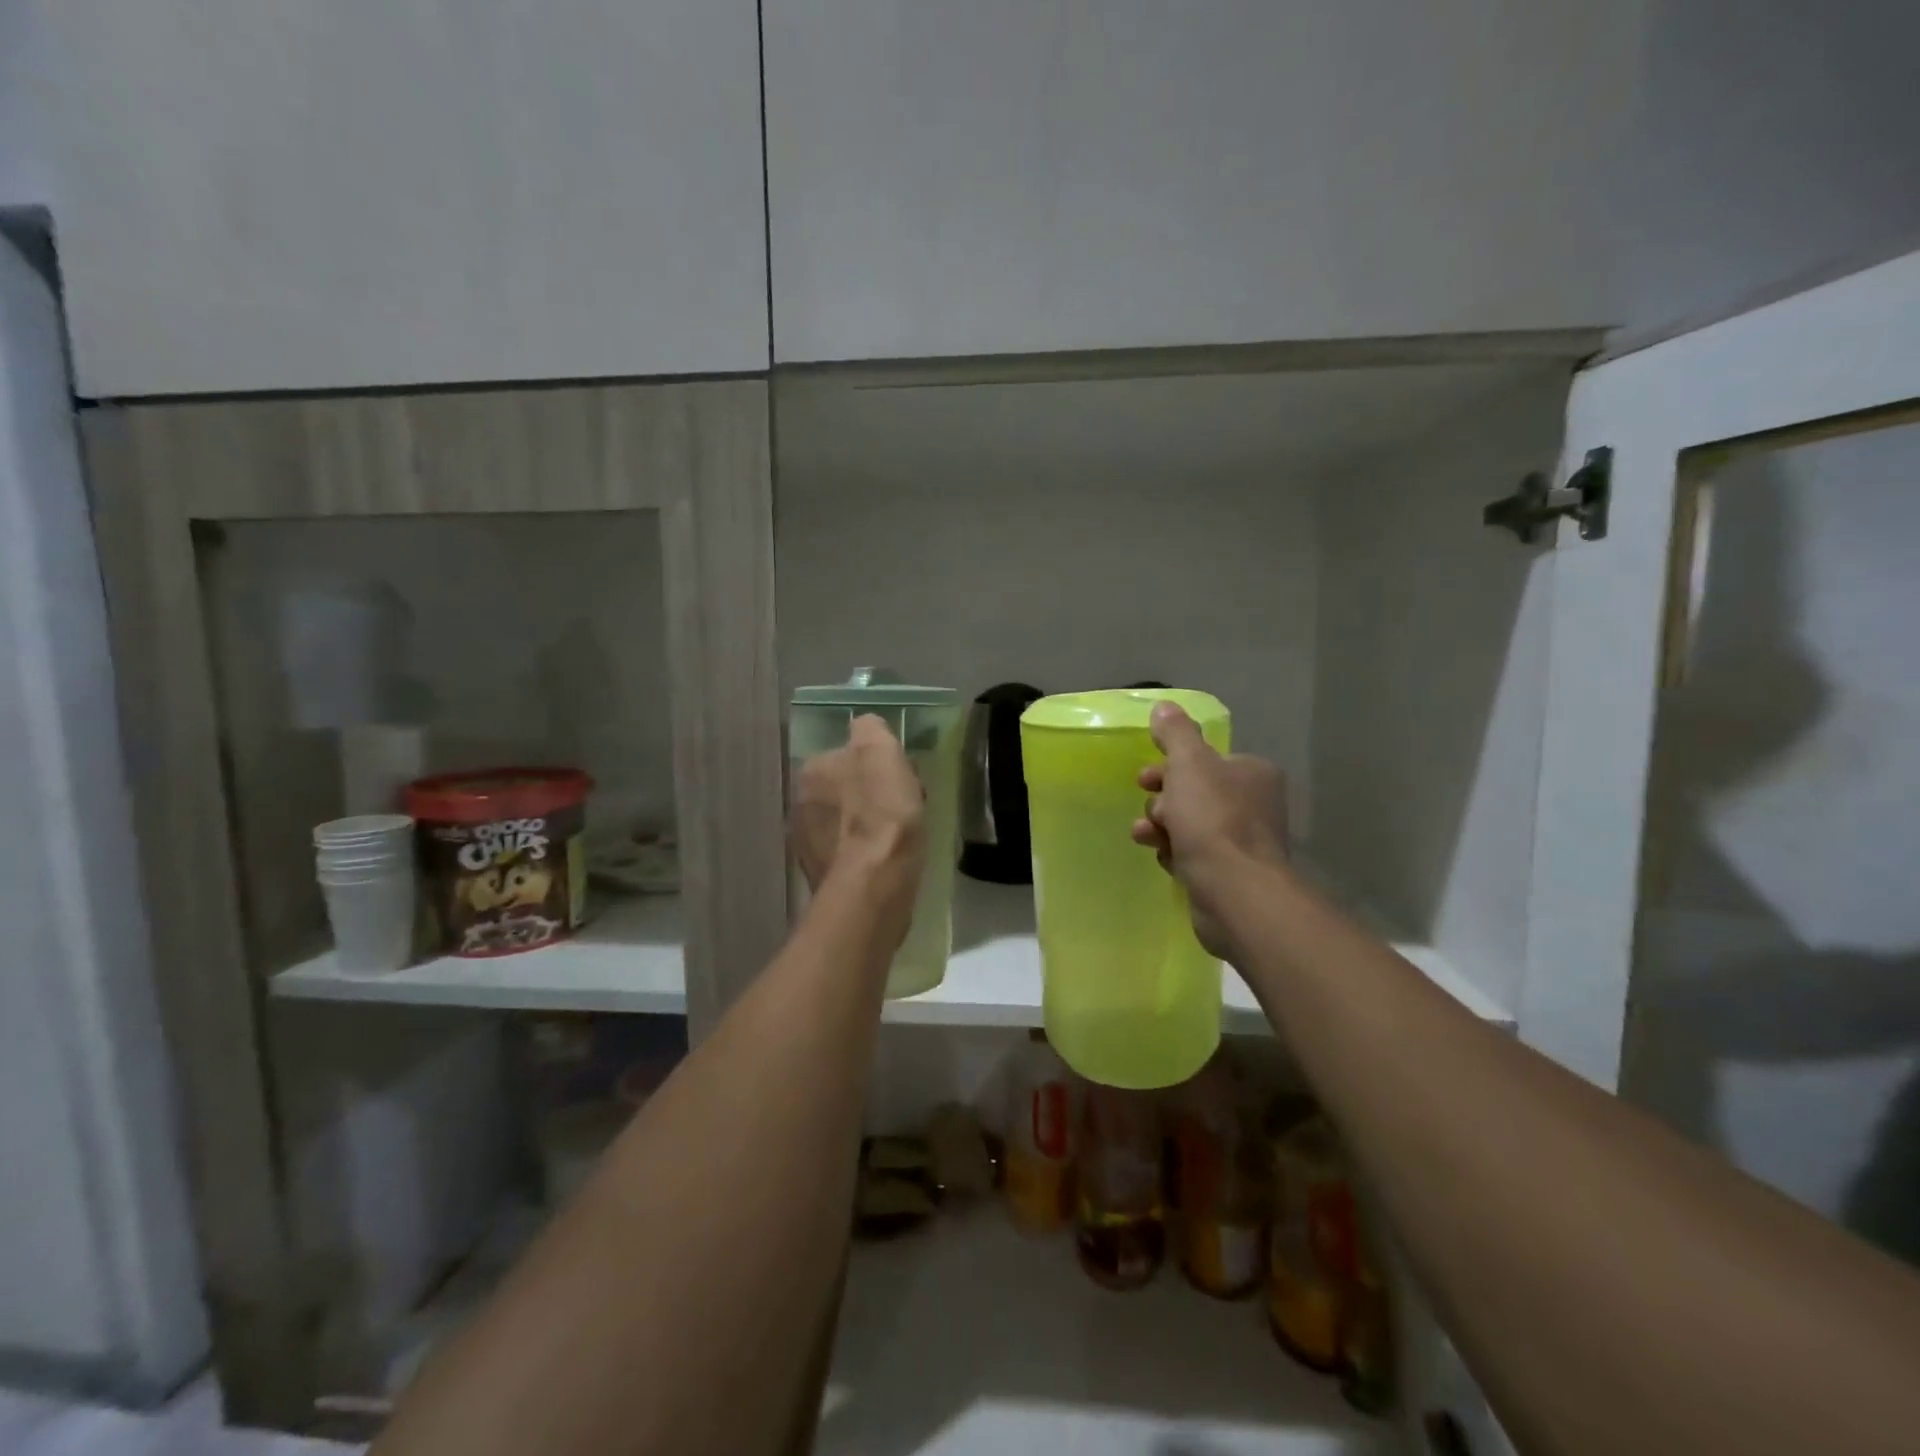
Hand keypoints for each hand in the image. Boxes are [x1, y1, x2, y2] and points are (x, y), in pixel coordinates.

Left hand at [790, 714, 926, 926]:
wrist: (874, 883)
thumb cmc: (882, 812)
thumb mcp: (882, 751)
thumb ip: (870, 729)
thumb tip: (865, 727)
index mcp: (812, 769)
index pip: (845, 755)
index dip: (875, 765)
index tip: (899, 778)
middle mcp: (799, 801)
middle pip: (842, 789)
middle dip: (868, 795)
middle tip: (901, 808)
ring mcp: (805, 842)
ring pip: (843, 822)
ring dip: (864, 826)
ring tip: (896, 839)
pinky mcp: (819, 875)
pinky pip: (845, 853)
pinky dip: (861, 854)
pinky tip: (883, 861)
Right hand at [1130, 702, 1287, 960]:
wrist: (1233, 890)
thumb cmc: (1212, 818)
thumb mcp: (1188, 763)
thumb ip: (1175, 733)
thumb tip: (1165, 706)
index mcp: (1252, 773)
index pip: (1205, 761)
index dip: (1171, 766)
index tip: (1146, 778)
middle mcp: (1255, 805)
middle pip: (1195, 793)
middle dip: (1163, 800)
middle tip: (1152, 811)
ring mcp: (1245, 843)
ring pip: (1190, 825)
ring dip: (1162, 827)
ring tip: (1147, 837)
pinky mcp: (1231, 875)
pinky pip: (1194, 855)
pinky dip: (1175, 853)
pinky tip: (1166, 859)